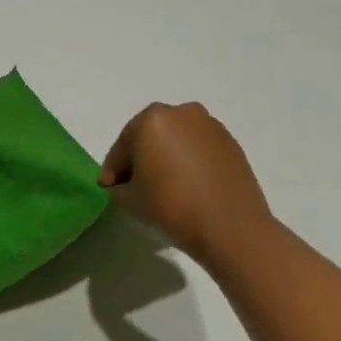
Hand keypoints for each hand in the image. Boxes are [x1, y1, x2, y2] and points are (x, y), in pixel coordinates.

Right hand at [99, 103, 273, 265]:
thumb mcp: (129, 200)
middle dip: (140, 158)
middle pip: (150, 136)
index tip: (109, 188)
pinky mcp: (230, 142)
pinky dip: (189, 161)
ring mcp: (209, 125)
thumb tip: (123, 183)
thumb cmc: (172, 207)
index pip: (123, 146)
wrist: (231, 227)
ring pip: (176, 140)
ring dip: (167, 157)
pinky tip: (189, 186)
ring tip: (165, 186)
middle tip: (134, 185)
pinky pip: (199, 148)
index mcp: (151, 119)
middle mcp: (181, 112)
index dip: (113, 169)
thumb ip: (118, 186)